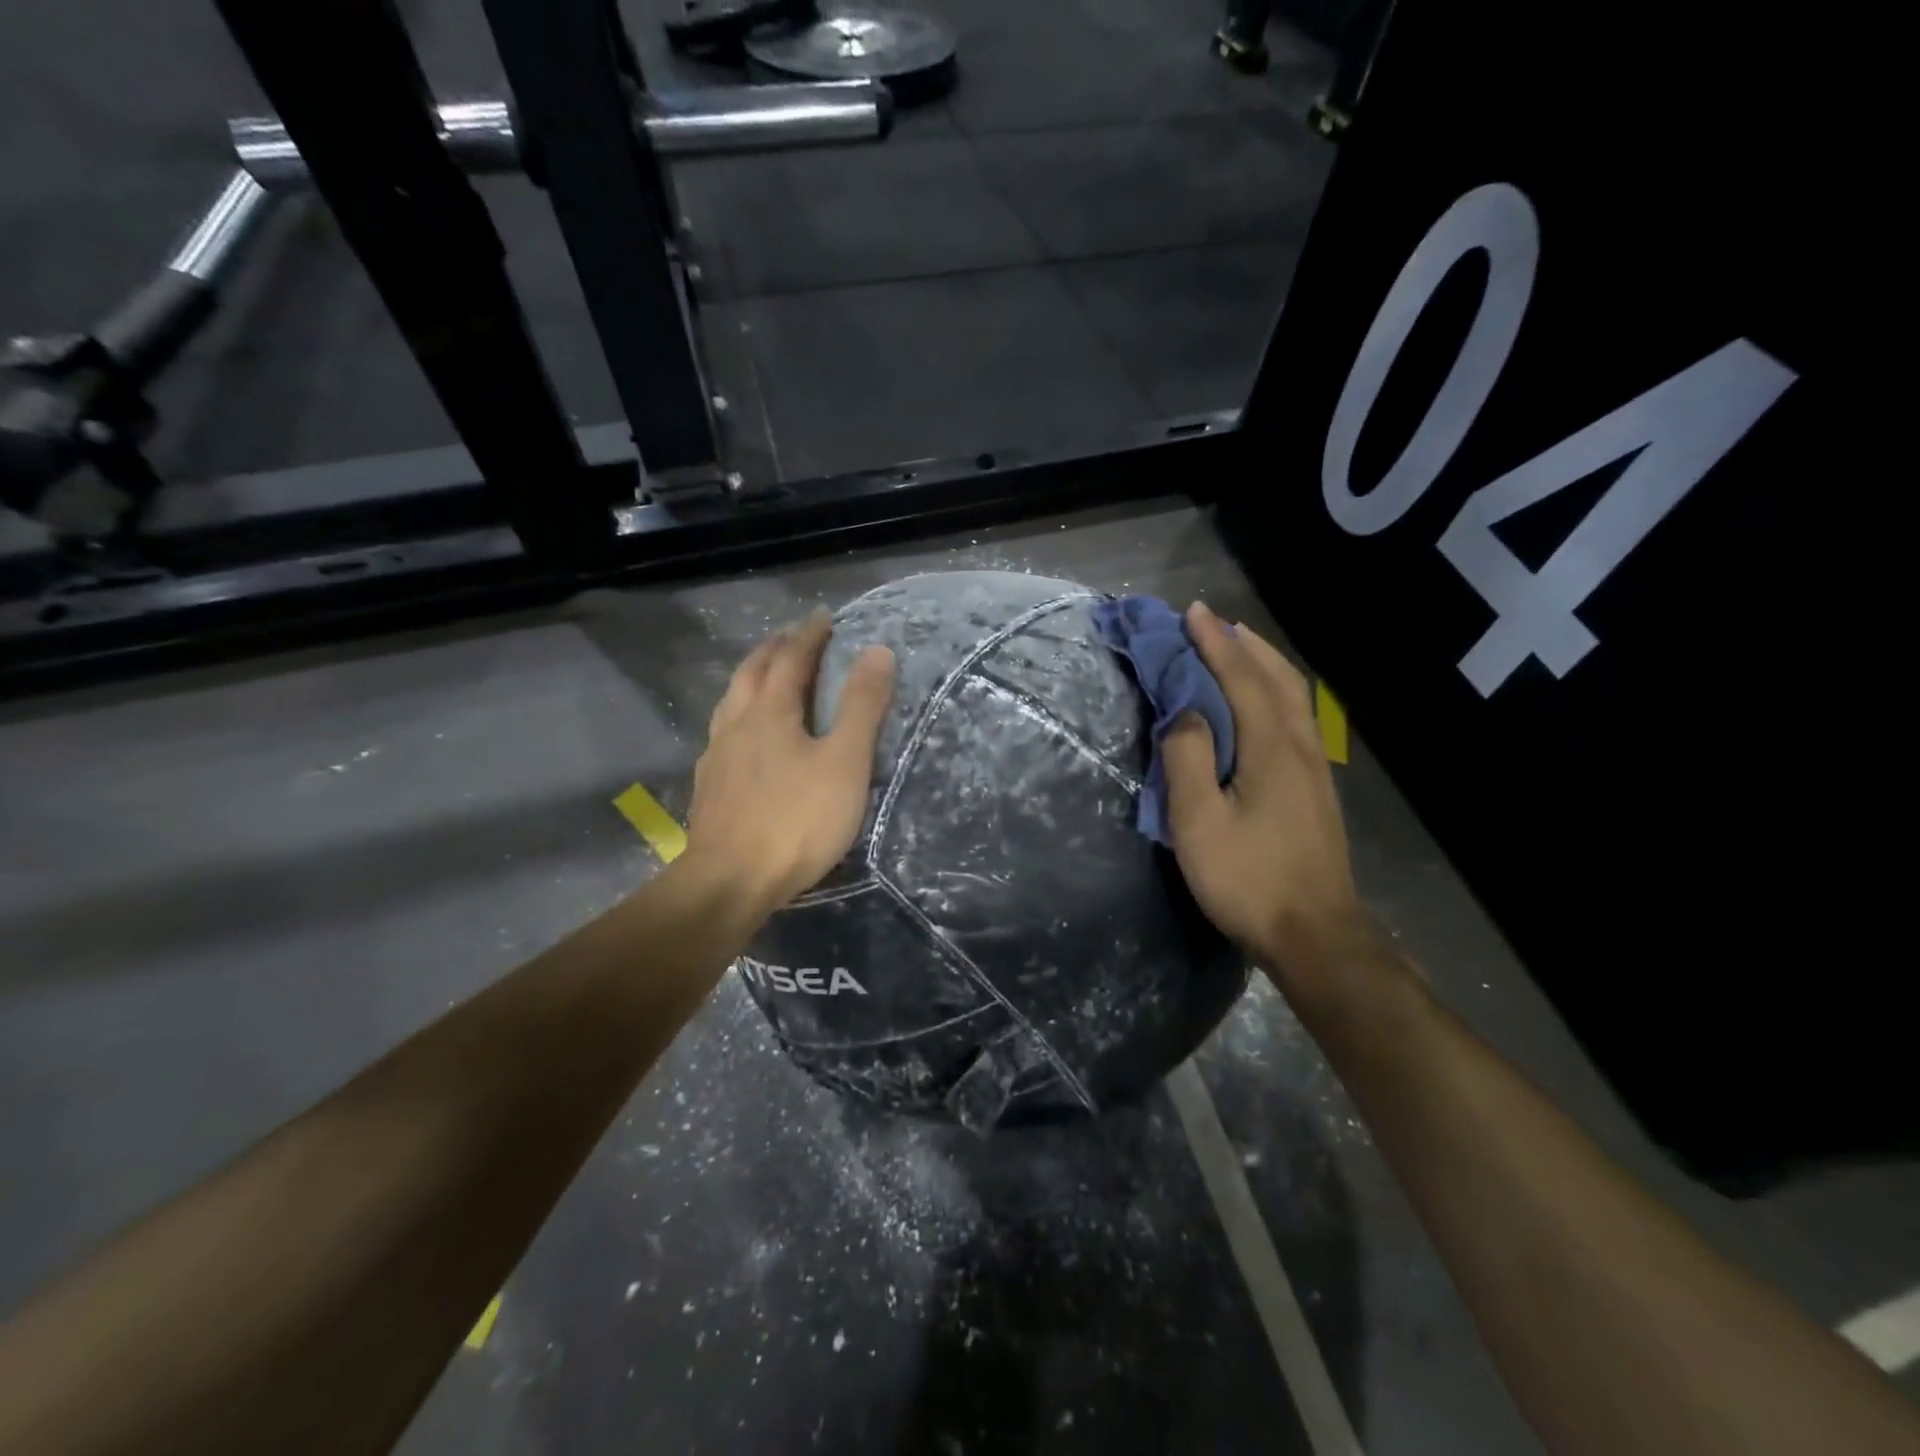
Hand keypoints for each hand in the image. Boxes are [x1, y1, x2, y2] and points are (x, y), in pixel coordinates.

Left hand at [683, 609, 894, 914]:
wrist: (730, 881)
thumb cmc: (797, 820)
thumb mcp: (845, 762)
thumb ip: (862, 706)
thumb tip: (878, 651)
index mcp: (770, 711)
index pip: (791, 658)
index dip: (808, 634)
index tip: (822, 615)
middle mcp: (737, 723)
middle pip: (752, 672)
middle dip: (774, 648)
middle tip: (793, 636)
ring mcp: (717, 755)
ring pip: (731, 700)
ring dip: (751, 677)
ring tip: (765, 674)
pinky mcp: (710, 786)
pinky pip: (723, 731)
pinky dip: (739, 713)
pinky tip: (743, 735)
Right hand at [1162, 602, 1362, 972]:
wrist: (1315, 934)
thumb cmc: (1248, 879)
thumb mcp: (1199, 823)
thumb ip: (1188, 759)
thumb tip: (1183, 711)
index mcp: (1270, 748)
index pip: (1240, 679)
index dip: (1214, 643)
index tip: (1192, 612)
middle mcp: (1300, 746)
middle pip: (1276, 678)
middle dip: (1243, 645)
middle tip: (1213, 623)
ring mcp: (1315, 767)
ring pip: (1294, 696)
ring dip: (1264, 664)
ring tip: (1238, 648)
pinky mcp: (1317, 788)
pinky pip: (1297, 717)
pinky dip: (1275, 690)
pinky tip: (1262, 702)